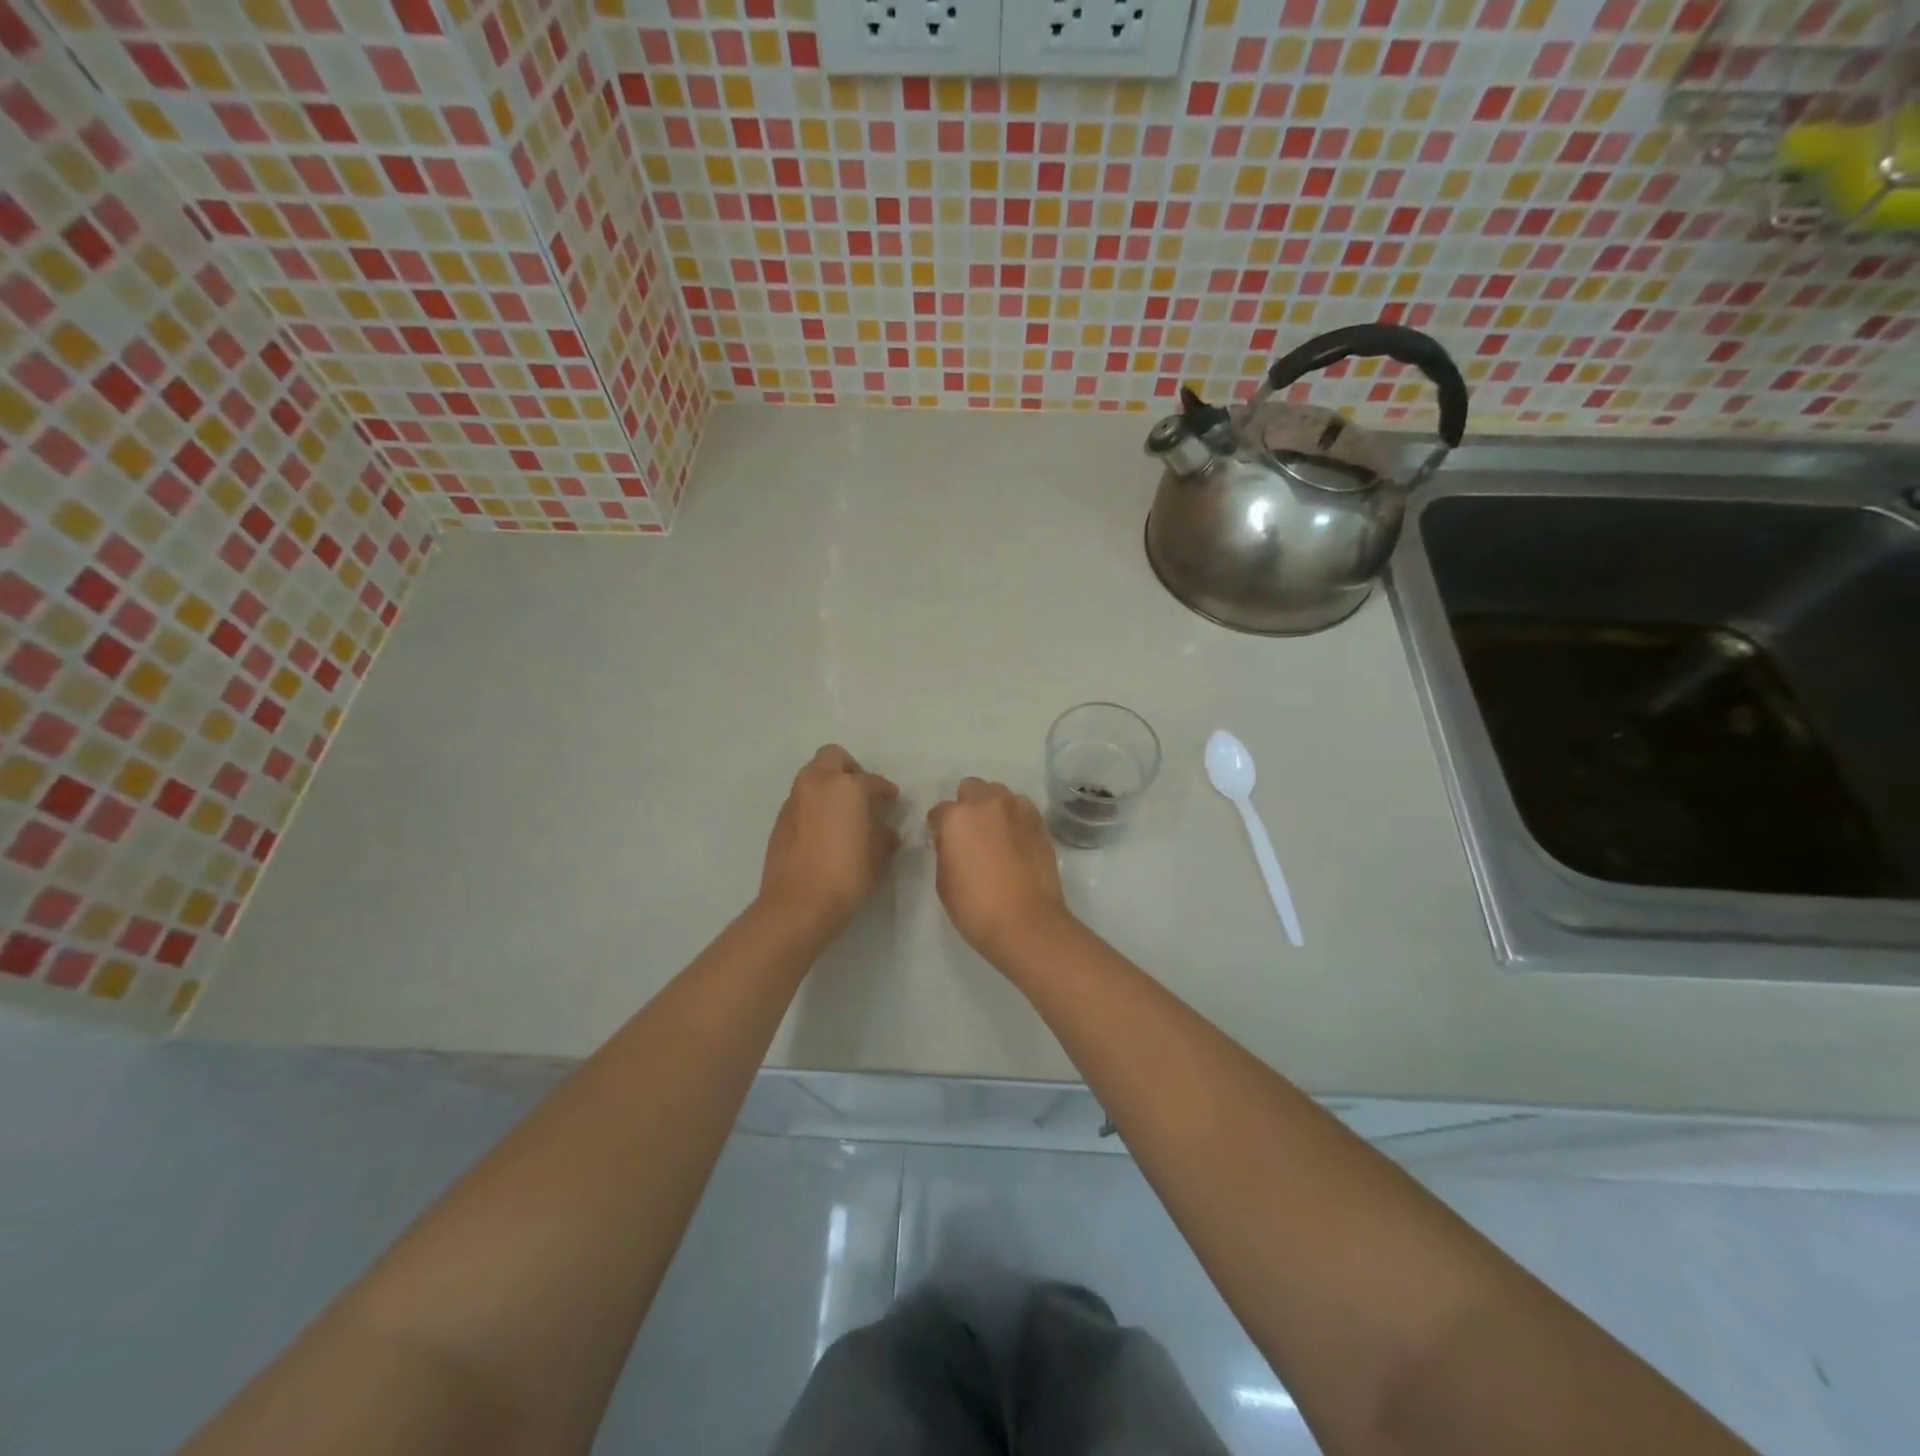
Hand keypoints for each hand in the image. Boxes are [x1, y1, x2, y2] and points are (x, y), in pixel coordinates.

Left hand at [759, 745, 900, 935]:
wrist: (798, 904)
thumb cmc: (846, 874)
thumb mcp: (878, 854)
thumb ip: (884, 834)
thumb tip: (885, 830)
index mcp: (846, 786)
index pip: (872, 780)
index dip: (885, 790)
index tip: (892, 800)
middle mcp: (817, 783)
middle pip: (832, 757)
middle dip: (849, 769)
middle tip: (862, 792)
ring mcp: (794, 800)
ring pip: (813, 777)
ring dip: (828, 786)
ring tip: (843, 813)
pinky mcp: (780, 820)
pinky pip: (801, 801)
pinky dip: (814, 806)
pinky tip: (824, 831)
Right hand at [927, 778, 1072, 965]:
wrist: (1026, 922)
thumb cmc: (975, 906)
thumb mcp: (944, 880)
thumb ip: (945, 850)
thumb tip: (952, 841)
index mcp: (957, 816)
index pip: (939, 811)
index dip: (938, 827)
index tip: (942, 842)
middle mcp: (987, 803)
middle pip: (971, 788)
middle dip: (966, 805)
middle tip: (969, 832)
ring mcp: (1018, 810)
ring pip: (999, 794)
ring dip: (992, 807)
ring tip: (995, 834)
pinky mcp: (1040, 823)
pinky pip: (1021, 809)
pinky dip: (1015, 818)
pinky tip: (1015, 840)